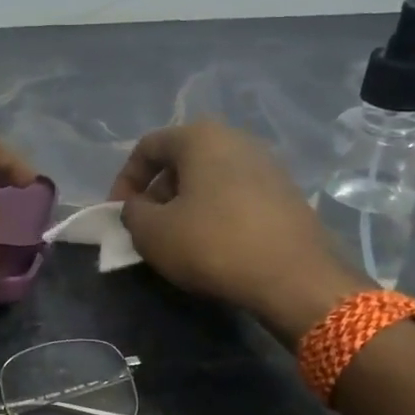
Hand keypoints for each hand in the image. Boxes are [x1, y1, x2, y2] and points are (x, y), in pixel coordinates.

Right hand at [109, 119, 362, 345]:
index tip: (119, 213)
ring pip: (210, 178)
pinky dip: (216, 213)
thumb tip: (137, 207)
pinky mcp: (286, 193)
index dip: (125, 180)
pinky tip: (214, 245)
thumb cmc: (213, 244)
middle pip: (181, 160)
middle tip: (147, 227)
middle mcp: (236, 139)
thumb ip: (132, 213)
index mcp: (200, 137)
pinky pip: (236, 194)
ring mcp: (267, 164)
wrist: (295, 277)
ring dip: (186, 204)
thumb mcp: (152, 233)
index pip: (148, 147)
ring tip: (178, 239)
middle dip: (157, 193)